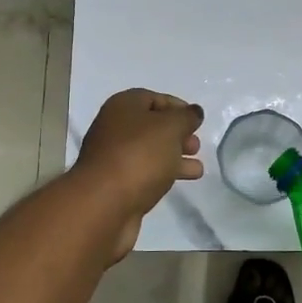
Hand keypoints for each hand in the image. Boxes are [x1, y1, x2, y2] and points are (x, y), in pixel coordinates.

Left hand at [71, 89, 204, 259]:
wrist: (104, 204)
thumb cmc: (139, 155)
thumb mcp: (170, 128)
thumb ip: (186, 118)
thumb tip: (194, 111)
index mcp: (123, 106)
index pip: (153, 98)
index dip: (177, 107)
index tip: (197, 122)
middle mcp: (114, 127)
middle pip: (151, 125)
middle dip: (177, 134)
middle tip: (196, 146)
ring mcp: (113, 157)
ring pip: (150, 151)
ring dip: (174, 156)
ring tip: (198, 168)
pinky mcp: (116, 184)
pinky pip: (145, 171)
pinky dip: (164, 173)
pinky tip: (182, 180)